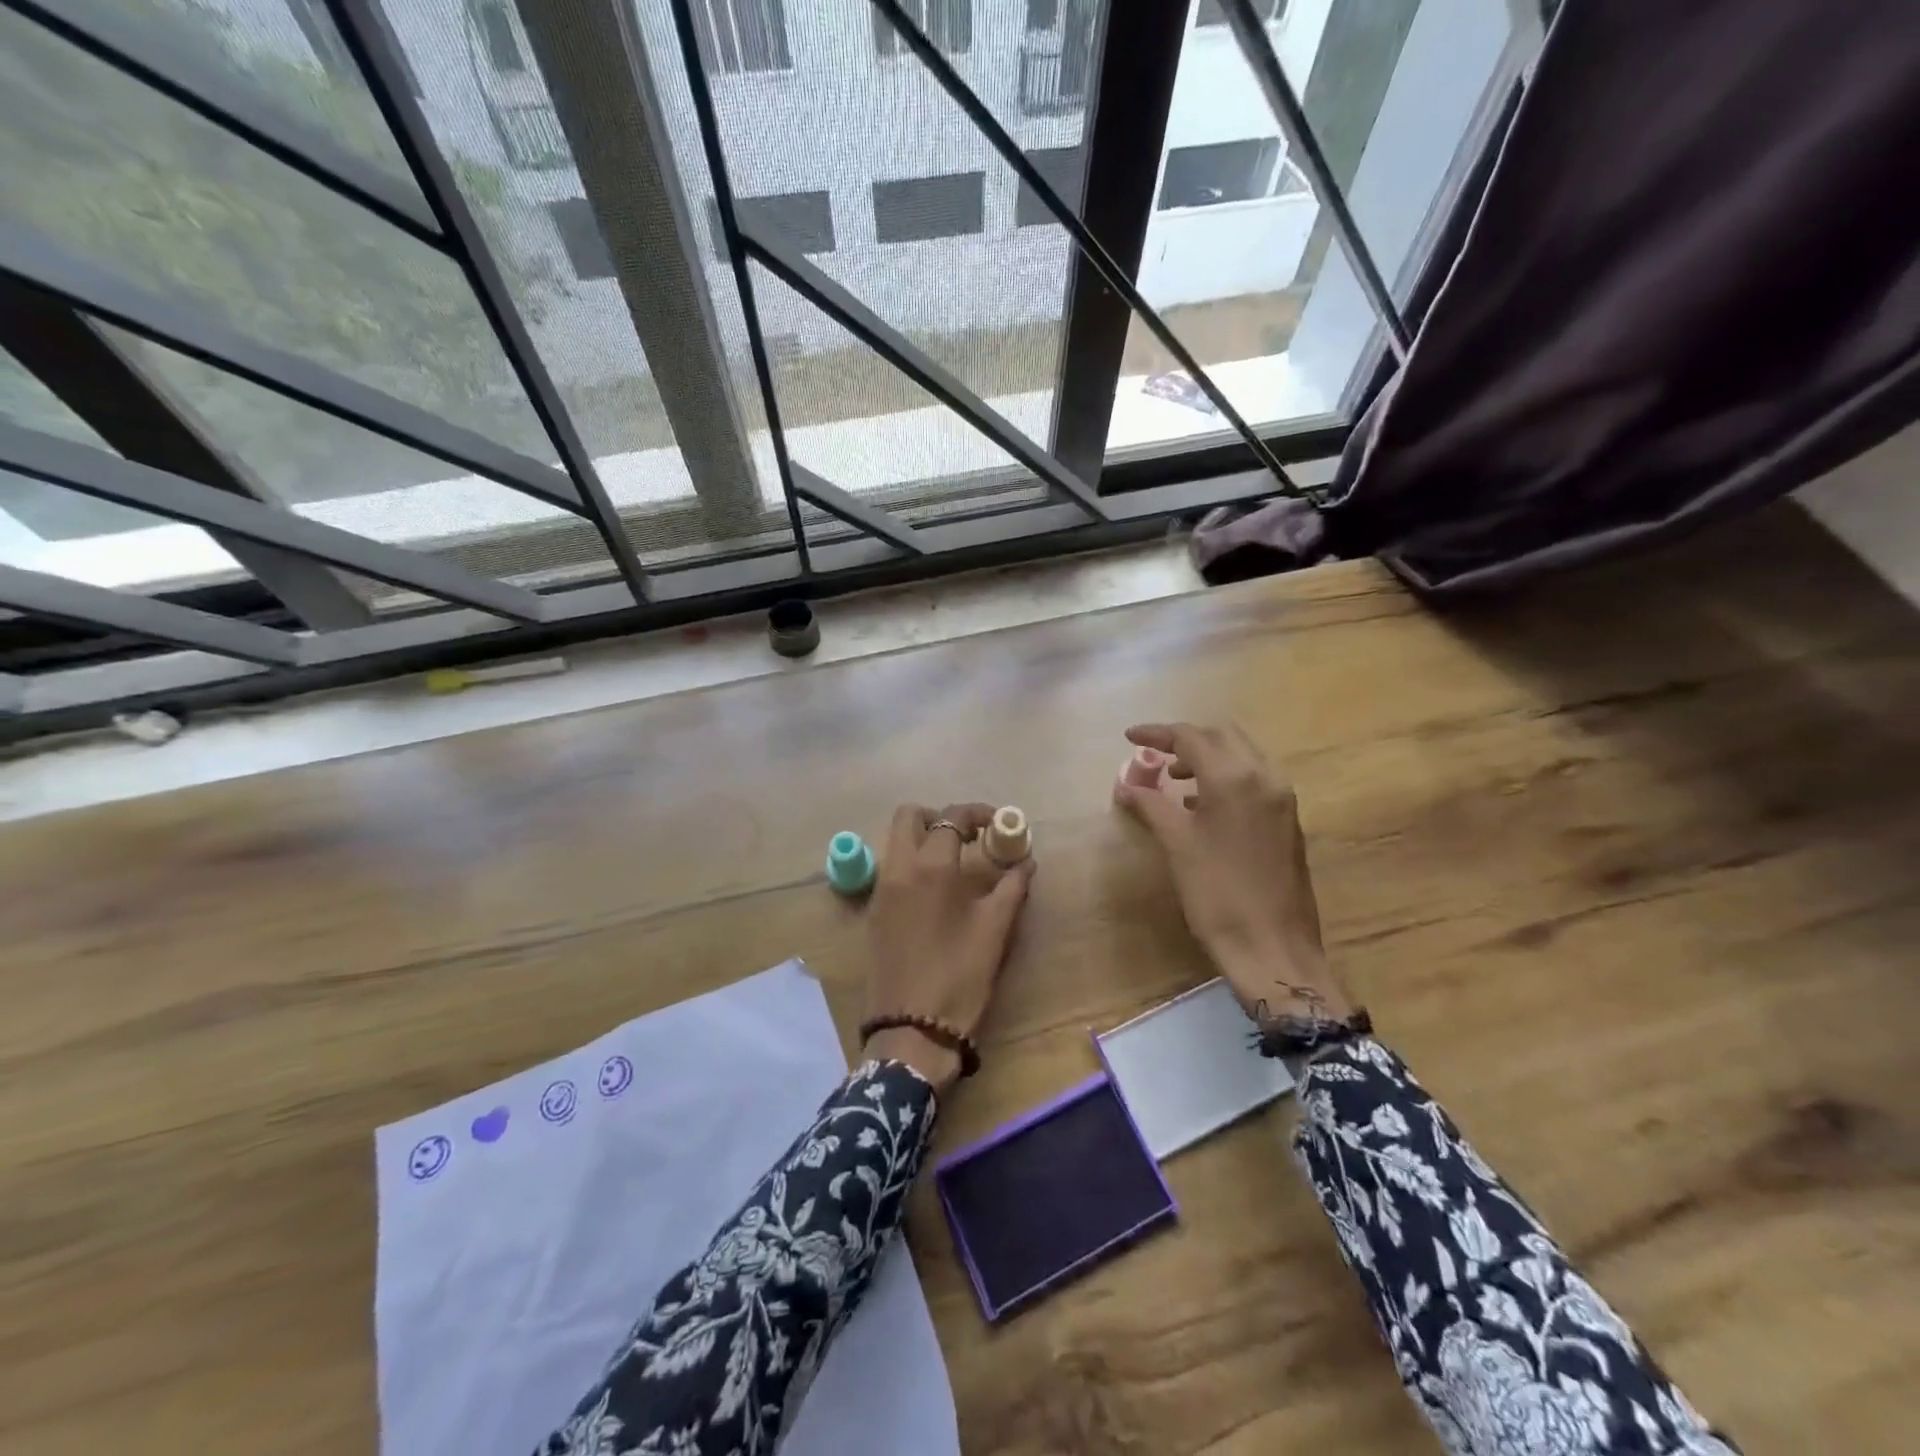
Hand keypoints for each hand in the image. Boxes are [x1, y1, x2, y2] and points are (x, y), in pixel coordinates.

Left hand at [863, 802, 1035, 1091]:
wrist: (912, 1030)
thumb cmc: (960, 976)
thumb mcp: (995, 930)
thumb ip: (1012, 887)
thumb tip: (1026, 862)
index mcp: (930, 867)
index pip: (951, 818)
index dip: (977, 812)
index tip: (998, 823)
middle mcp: (898, 868)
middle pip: (908, 816)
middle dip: (939, 816)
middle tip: (968, 836)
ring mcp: (880, 890)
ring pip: (895, 842)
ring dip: (923, 838)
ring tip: (955, 863)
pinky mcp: (873, 912)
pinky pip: (890, 868)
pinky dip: (911, 863)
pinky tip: (936, 891)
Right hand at [1115, 722, 1350, 1023]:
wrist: (1273, 948)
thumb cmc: (1217, 894)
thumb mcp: (1177, 845)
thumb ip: (1152, 805)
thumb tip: (1126, 785)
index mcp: (1235, 778)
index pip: (1192, 737)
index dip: (1157, 733)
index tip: (1129, 737)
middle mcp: (1265, 777)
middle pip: (1222, 736)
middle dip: (1186, 739)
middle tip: (1154, 754)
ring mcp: (1282, 798)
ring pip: (1242, 755)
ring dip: (1207, 756)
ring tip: (1173, 779)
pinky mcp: (1288, 819)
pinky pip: (1255, 778)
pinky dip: (1226, 776)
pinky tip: (1202, 804)